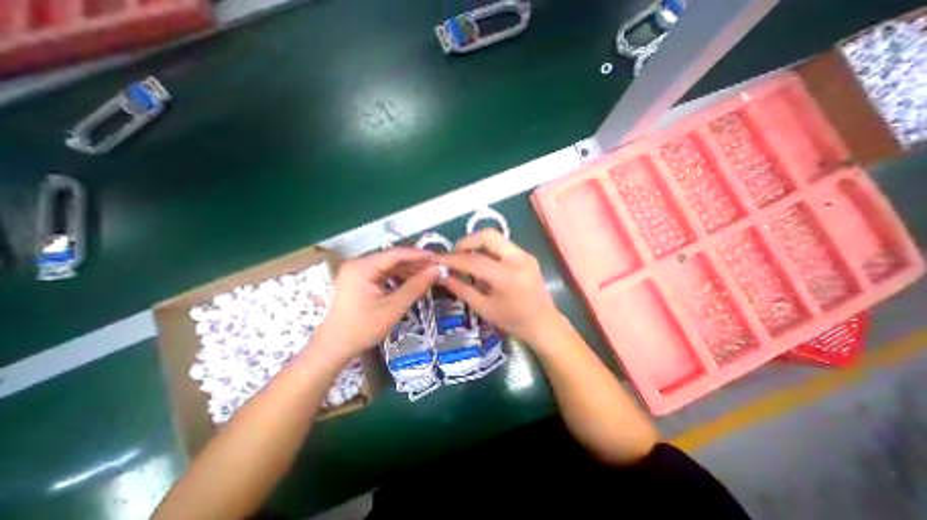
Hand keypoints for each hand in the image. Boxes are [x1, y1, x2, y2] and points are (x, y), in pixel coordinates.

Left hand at [316, 248, 438, 356]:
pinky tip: (411, 282)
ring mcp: (357, 271)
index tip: (437, 259)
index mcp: (362, 267)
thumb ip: (415, 287)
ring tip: (427, 276)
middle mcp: (358, 264)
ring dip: (407, 271)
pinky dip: (397, 277)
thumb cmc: (362, 329)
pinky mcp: (358, 280)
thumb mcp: (393, 308)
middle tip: (435, 269)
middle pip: (392, 259)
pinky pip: (382, 274)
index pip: (395, 254)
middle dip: (414, 264)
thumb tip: (436, 271)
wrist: (333, 348)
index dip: (418, 255)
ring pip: (388, 266)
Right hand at [434, 229, 557, 345]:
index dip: (452, 259)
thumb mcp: (483, 308)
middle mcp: (519, 259)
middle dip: (466, 242)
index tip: (436, 259)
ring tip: (465, 259)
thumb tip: (442, 275)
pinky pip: (501, 245)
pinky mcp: (526, 255)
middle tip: (454, 256)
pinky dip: (487, 250)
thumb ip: (461, 289)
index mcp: (508, 277)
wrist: (544, 323)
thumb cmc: (513, 321)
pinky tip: (481, 263)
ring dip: (476, 245)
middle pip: (487, 235)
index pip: (474, 260)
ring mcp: (525, 255)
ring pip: (495, 238)